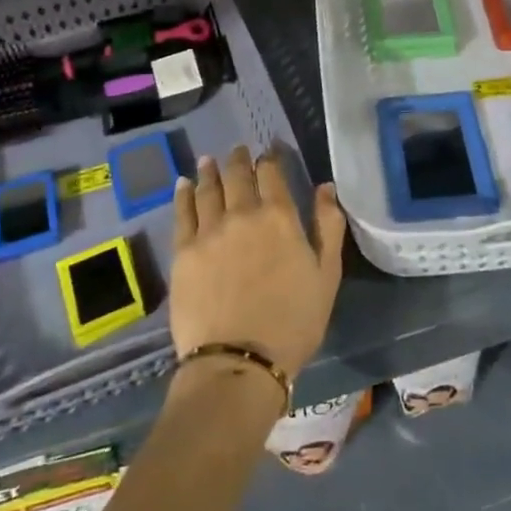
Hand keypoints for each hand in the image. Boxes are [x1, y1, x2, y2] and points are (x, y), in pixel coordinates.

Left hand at [171, 147, 344, 382]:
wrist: (239, 361)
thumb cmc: (293, 321)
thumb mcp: (327, 275)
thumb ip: (328, 226)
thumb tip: (326, 187)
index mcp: (279, 216)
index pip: (272, 173)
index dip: (271, 157)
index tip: (269, 149)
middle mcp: (242, 213)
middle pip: (238, 175)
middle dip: (239, 158)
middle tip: (238, 149)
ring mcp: (209, 231)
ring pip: (209, 188)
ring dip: (210, 170)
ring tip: (210, 159)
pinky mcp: (183, 252)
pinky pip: (182, 212)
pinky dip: (184, 193)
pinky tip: (183, 184)